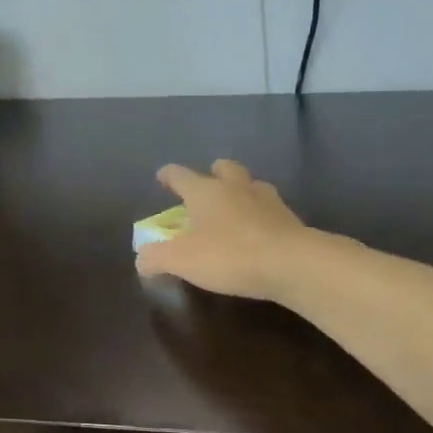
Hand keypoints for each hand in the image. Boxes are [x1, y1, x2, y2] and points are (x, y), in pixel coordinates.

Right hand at [136, 159, 314, 300]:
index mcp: (205, 192)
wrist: (290, 263)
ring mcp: (267, 201)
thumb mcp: (181, 261)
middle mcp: (236, 188)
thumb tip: (142, 258)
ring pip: (252, 185)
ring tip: (237, 204)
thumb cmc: (229, 256)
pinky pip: (270, 209)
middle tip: (209, 181)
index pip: (181, 176)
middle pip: (225, 169)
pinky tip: (260, 228)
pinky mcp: (289, 220)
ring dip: (242, 190)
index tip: (163, 175)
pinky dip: (261, 214)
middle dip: (214, 172)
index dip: (169, 175)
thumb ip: (157, 258)